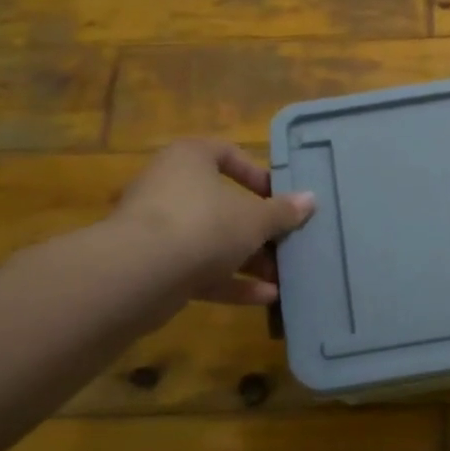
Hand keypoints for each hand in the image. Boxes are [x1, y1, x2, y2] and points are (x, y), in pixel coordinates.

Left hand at [108, 139, 314, 306]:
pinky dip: (230, 281)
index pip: (225, 153)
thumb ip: (282, 212)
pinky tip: (265, 297)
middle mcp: (169, 188)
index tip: (279, 196)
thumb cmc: (203, 225)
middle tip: (285, 242)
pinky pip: (199, 269)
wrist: (139, 274)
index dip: (255, 173)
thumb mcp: (254, 219)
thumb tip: (310, 199)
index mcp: (189, 159)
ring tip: (282, 275)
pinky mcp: (154, 267)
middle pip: (221, 203)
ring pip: (211, 240)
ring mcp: (158, 229)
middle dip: (257, 228)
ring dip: (247, 259)